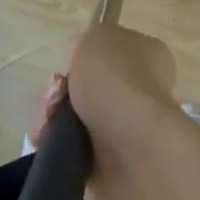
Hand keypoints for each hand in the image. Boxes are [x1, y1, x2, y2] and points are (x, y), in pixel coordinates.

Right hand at [29, 24, 180, 199]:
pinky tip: (51, 139)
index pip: (113, 50)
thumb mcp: (96, 38)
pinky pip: (71, 146)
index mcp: (148, 55)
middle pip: (87, 86)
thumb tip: (81, 54)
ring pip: (74, 116)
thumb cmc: (116, 79)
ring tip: (51, 120)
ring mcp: (126, 128)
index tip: (72, 61)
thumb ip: (87, 41)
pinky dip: (55, 142)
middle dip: (62, 89)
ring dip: (53, 116)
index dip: (87, 54)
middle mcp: (141, 91)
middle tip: (56, 93)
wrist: (130, 145)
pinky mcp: (108, 162)